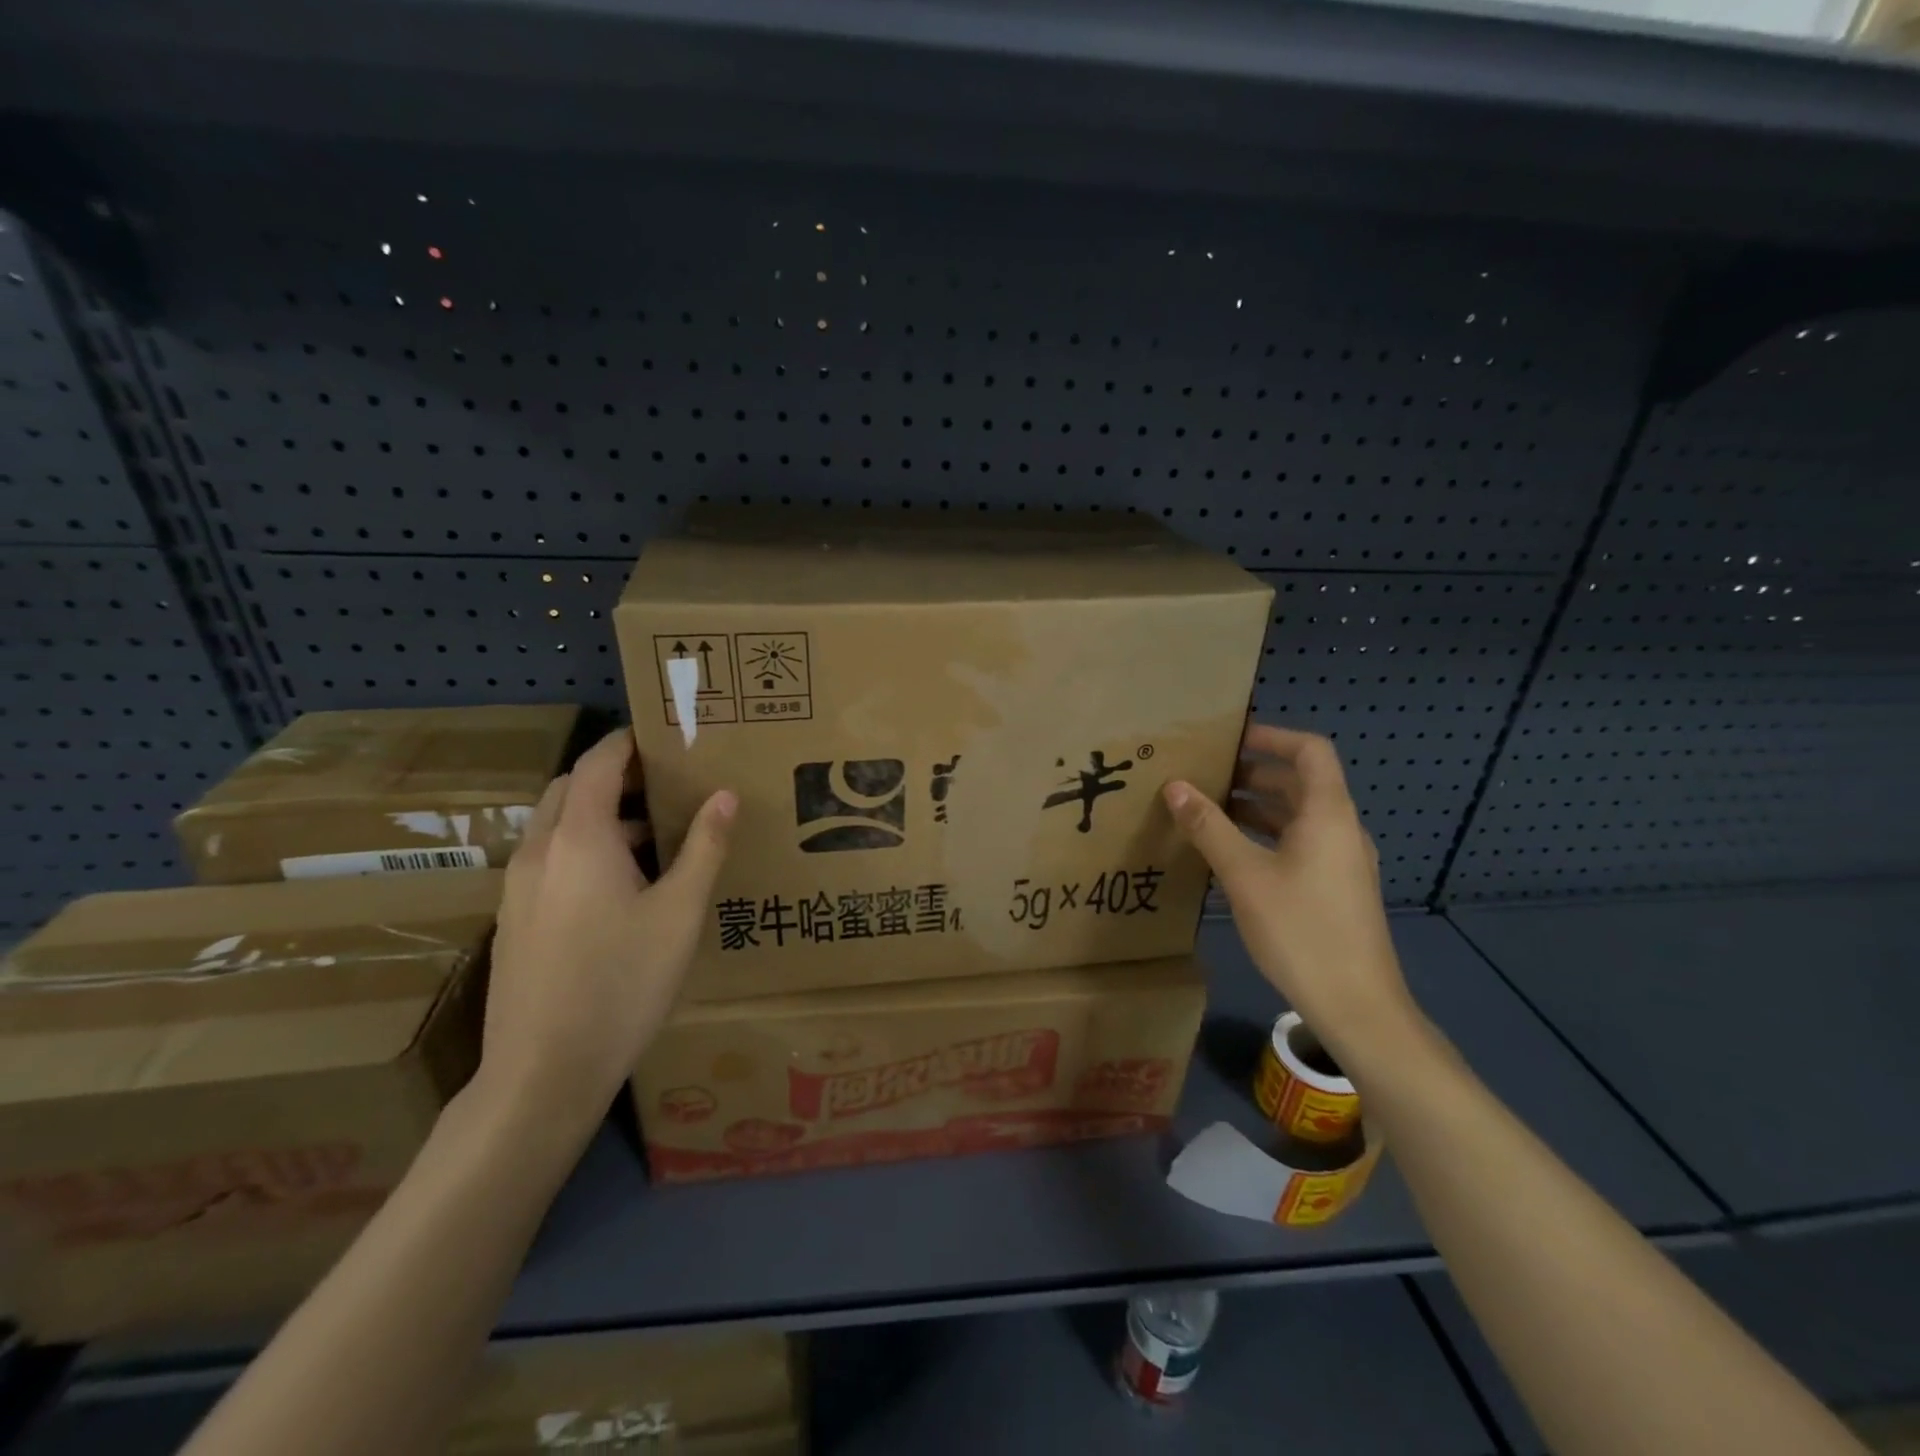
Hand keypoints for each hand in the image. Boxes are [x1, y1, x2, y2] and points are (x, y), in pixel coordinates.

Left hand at [475, 728, 735, 1141]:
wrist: (542, 1072)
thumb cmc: (622, 983)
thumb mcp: (680, 913)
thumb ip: (704, 847)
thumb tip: (725, 794)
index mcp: (579, 838)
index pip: (597, 763)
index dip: (628, 742)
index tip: (663, 734)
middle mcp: (539, 851)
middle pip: (569, 788)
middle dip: (614, 776)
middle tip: (665, 785)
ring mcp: (518, 887)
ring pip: (557, 826)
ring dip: (600, 815)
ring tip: (655, 837)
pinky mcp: (514, 919)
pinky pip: (550, 859)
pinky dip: (584, 848)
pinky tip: (622, 887)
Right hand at [1164, 723, 1417, 1072]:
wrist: (1357, 1005)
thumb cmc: (1301, 930)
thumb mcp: (1244, 875)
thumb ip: (1208, 827)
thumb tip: (1174, 786)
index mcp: (1328, 813)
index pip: (1309, 750)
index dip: (1271, 736)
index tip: (1230, 739)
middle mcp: (1341, 828)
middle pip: (1300, 782)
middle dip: (1253, 773)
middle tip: (1205, 775)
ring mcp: (1342, 860)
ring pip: (1298, 815)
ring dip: (1256, 806)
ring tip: (1208, 810)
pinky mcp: (1336, 887)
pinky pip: (1300, 842)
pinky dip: (1266, 835)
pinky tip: (1231, 854)